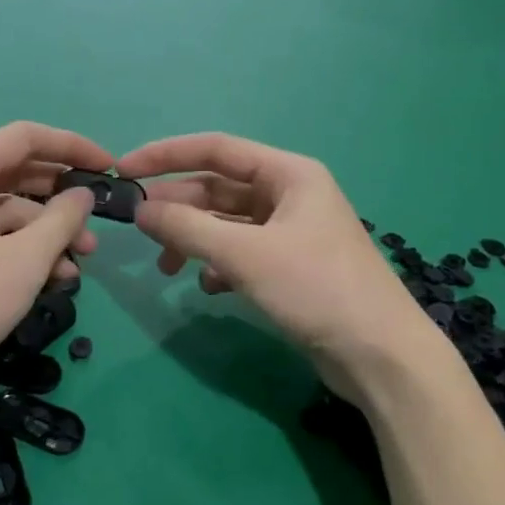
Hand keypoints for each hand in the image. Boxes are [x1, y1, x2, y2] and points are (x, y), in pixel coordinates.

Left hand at [0, 122, 109, 407]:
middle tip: (96, 230)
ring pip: (1, 213)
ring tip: (76, 269)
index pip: (25, 137)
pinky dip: (16, 253)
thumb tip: (82, 194)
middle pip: (13, 175)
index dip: (72, 147)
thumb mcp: (22, 262)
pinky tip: (46, 282)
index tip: (109, 169)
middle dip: (60, 202)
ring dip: (43, 235)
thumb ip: (61, 221)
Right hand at [117, 133, 444, 402]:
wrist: (380, 355)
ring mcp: (292, 232)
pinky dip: (219, 265)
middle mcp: (290, 194)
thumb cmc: (316, 289)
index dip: (166, 155)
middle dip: (178, 206)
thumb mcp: (245, 255)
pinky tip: (209, 288)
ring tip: (168, 267)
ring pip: (227, 223)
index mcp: (289, 174)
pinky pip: (241, 253)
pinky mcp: (291, 267)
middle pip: (219, 188)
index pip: (216, 149)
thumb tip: (140, 211)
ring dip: (194, 240)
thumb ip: (187, 228)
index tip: (124, 169)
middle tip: (139, 227)